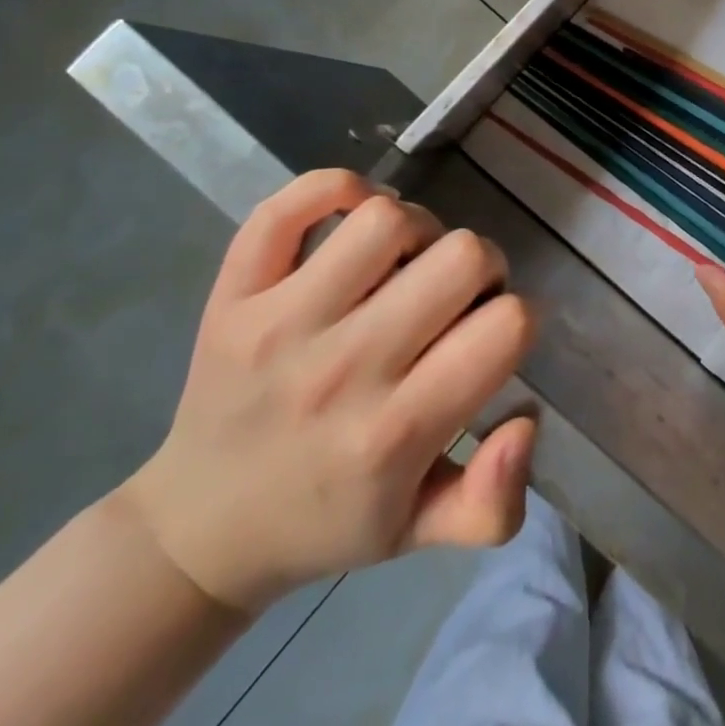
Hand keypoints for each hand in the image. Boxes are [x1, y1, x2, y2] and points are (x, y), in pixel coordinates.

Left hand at [119, 170, 536, 612]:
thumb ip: (493, 502)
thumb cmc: (326, 522)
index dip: (517, 318)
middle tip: (455, 298)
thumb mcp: (419, 535)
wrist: (196, 532)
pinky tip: (352, 219)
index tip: (492, 336)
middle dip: (480, 267)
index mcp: (395, 434)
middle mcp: (343, 369)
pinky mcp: (234, 294)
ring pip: (387, 219)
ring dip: (416, 231)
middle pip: (461, 255)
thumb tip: (528, 419)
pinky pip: (290, 205)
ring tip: (403, 266)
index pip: (505, 327)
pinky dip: (335, 190)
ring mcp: (281, 323)